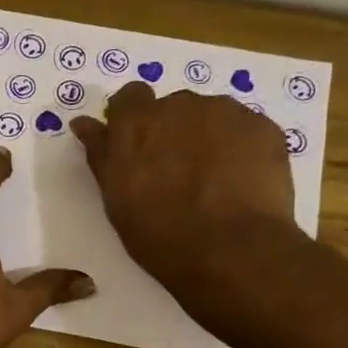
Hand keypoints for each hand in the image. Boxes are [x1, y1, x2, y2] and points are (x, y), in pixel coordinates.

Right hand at [71, 86, 298, 307]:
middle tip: (175, 174)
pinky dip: (238, 148)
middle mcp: (180, 105)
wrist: (232, 250)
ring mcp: (227, 112)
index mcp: (137, 123)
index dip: (132, 119)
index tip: (136, 148)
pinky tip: (238, 183)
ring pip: (210, 117)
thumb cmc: (159, 232)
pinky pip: (243, 130)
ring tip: (211, 181)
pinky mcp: (264, 127)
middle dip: (171, 132)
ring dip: (205, 138)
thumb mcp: (116, 198)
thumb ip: (101, 154)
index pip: (129, 97)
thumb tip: (83, 123)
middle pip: (172, 108)